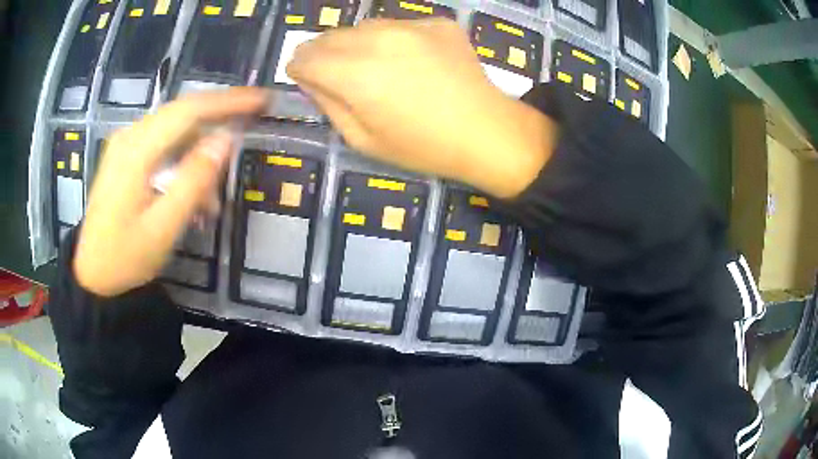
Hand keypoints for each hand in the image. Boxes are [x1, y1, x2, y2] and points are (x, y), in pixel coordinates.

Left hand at [73, 89, 267, 296]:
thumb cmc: (125, 257)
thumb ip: (194, 181)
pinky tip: (190, 190)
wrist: (93, 273)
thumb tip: (225, 140)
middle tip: (251, 123)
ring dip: (199, 150)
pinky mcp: (125, 155)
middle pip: (182, 112)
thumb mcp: (163, 227)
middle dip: (219, 116)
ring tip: (212, 198)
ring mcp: (125, 144)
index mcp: (136, 150)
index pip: (189, 110)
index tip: (261, 100)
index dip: (228, 101)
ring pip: (173, 129)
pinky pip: (162, 142)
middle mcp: (130, 136)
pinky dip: (183, 158)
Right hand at [287, 18, 557, 197]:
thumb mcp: (362, 139)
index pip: (305, 57)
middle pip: (330, 36)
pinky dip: (392, 40)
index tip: (303, 77)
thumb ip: (329, 104)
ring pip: (363, 27)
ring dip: (355, 43)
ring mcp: (411, 26)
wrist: (486, 132)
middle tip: (331, 72)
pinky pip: (399, 26)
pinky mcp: (436, 23)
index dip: (299, 67)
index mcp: (355, 74)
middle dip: (321, 53)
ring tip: (372, 67)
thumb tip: (311, 78)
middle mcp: (378, 39)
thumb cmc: (422, 146)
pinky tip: (410, 61)